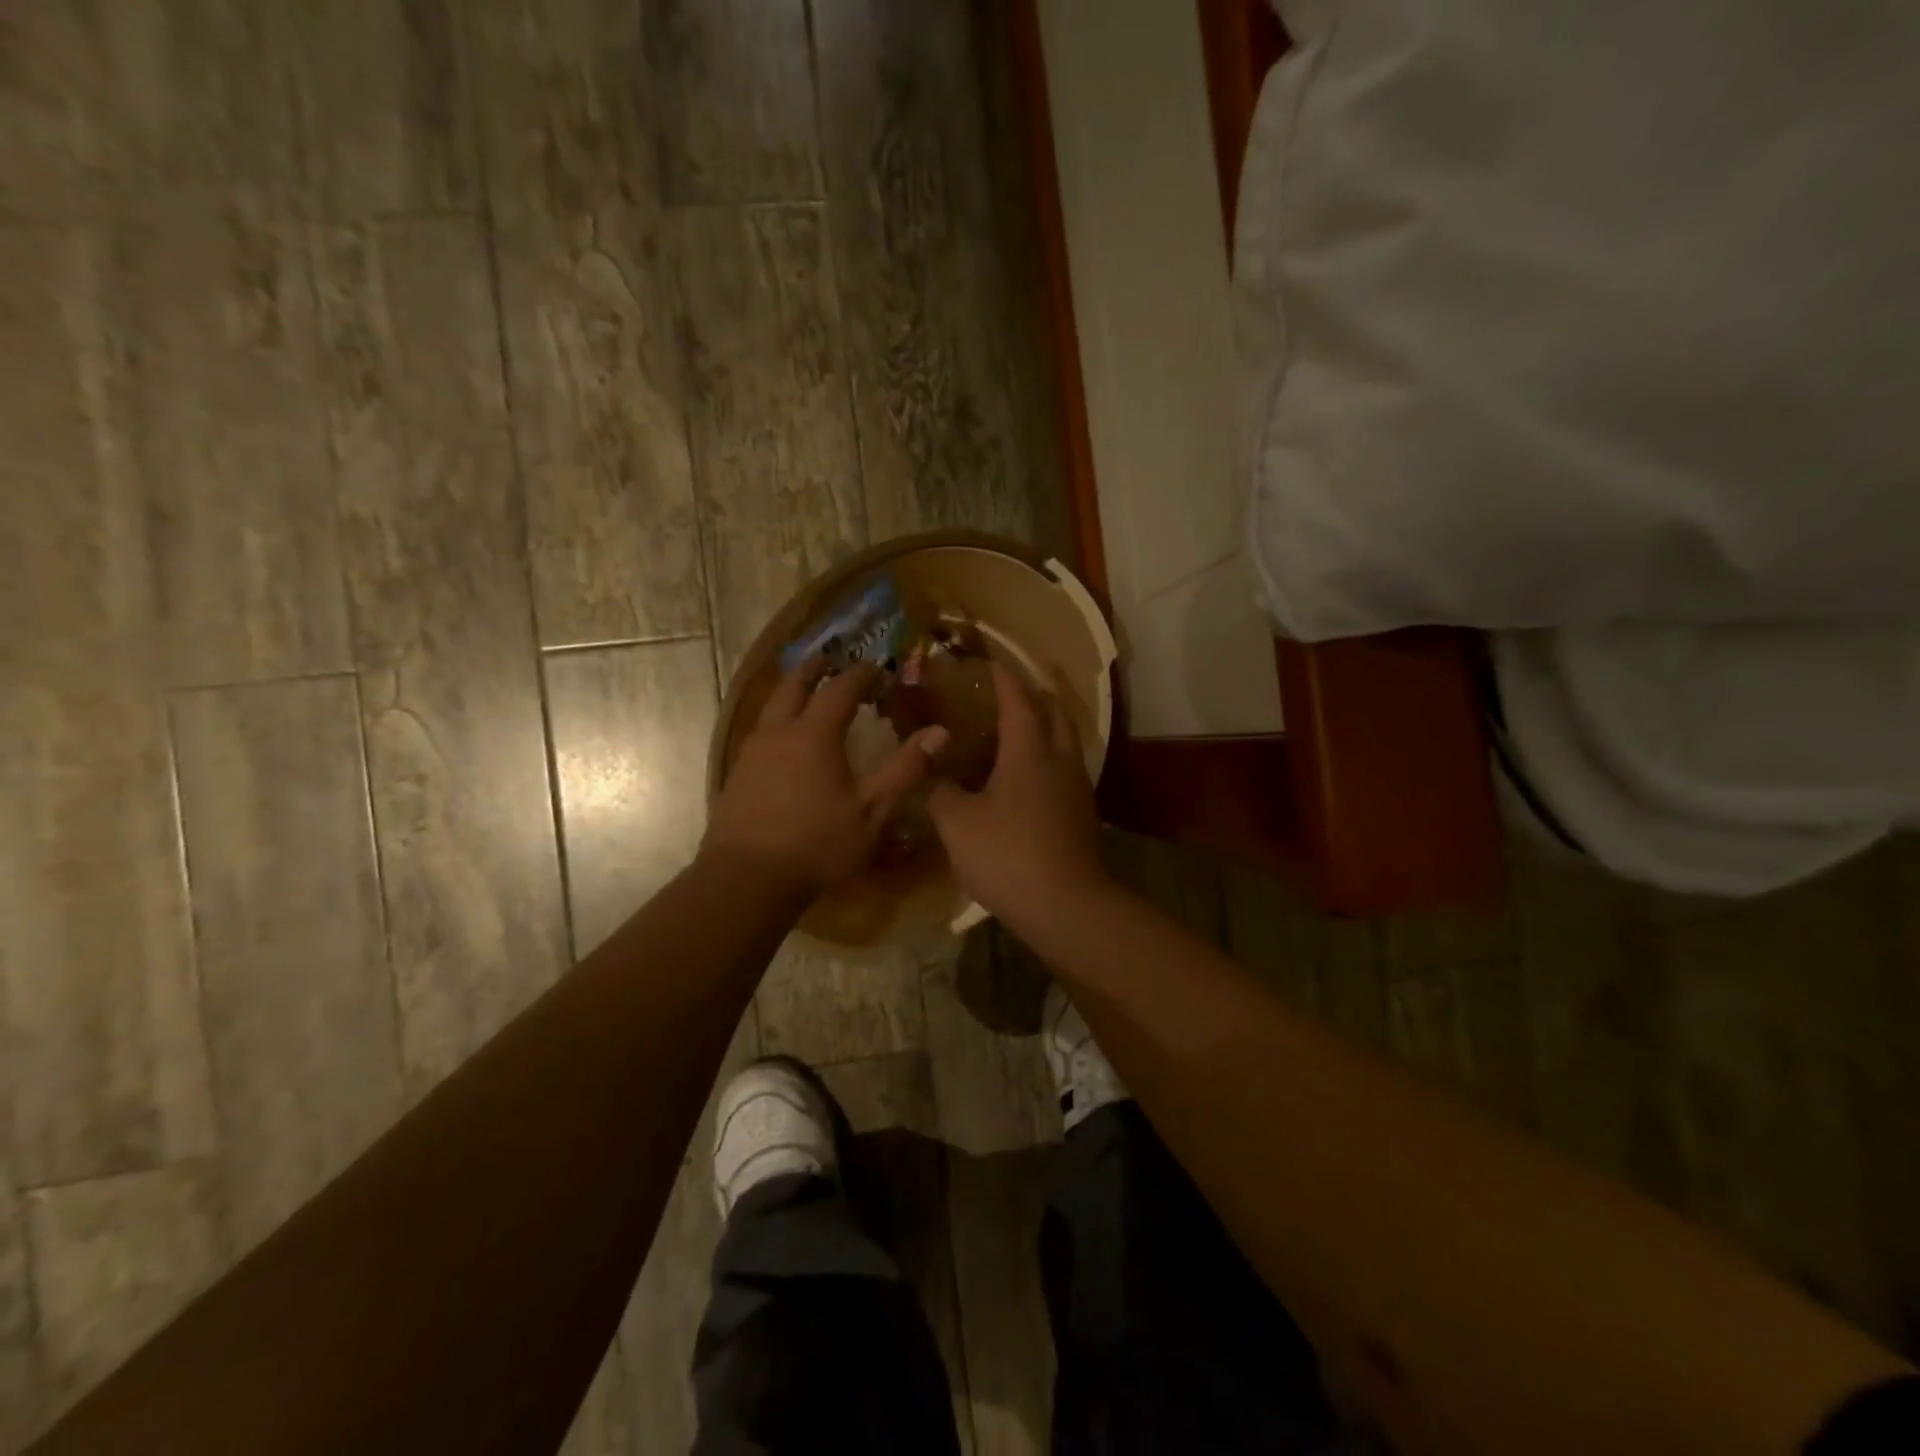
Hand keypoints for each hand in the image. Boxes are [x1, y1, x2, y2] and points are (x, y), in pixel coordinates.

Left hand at [705, 661, 947, 896]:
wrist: (746, 878)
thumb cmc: (816, 844)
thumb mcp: (872, 812)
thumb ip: (906, 770)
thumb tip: (941, 732)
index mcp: (815, 734)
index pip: (840, 688)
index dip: (861, 674)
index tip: (877, 668)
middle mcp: (779, 732)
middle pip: (794, 684)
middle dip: (816, 669)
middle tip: (832, 661)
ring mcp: (752, 751)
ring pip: (771, 706)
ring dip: (792, 691)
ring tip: (807, 692)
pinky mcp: (737, 773)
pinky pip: (759, 730)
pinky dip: (776, 718)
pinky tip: (783, 739)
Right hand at [927, 661, 1110, 932]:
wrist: (1066, 906)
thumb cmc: (1007, 854)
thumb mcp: (957, 822)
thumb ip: (937, 788)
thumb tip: (923, 764)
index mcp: (1029, 750)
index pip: (1017, 698)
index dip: (1002, 676)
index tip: (987, 660)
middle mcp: (1059, 759)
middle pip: (1053, 711)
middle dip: (1032, 694)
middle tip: (1004, 692)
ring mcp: (1076, 787)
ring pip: (1064, 740)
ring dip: (1043, 726)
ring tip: (1013, 730)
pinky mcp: (1082, 813)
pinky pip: (1064, 768)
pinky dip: (1046, 758)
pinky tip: (1025, 778)